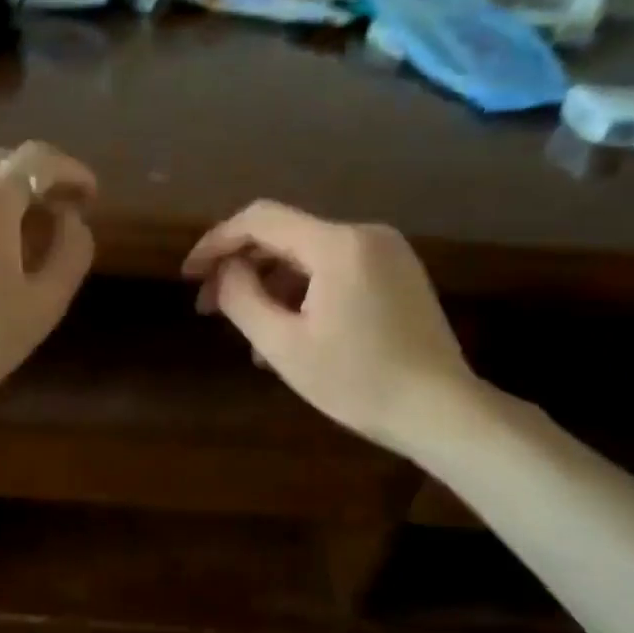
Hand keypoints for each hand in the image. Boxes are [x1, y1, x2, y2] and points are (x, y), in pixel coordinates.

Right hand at [183, 201, 479, 455]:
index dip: (217, 242)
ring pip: (308, 256)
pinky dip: (303, 292)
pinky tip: (286, 331)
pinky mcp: (398, 274)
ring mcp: (387, 253)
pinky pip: (335, 270)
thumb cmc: (359, 382)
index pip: (260, 220)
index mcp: (338, 245)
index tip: (189, 274)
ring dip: (270, 285)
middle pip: (285, 236)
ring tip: (247, 331)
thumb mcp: (284, 346)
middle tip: (210, 306)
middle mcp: (365, 235)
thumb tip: (226, 270)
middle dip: (241, 267)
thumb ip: (243, 298)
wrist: (443, 412)